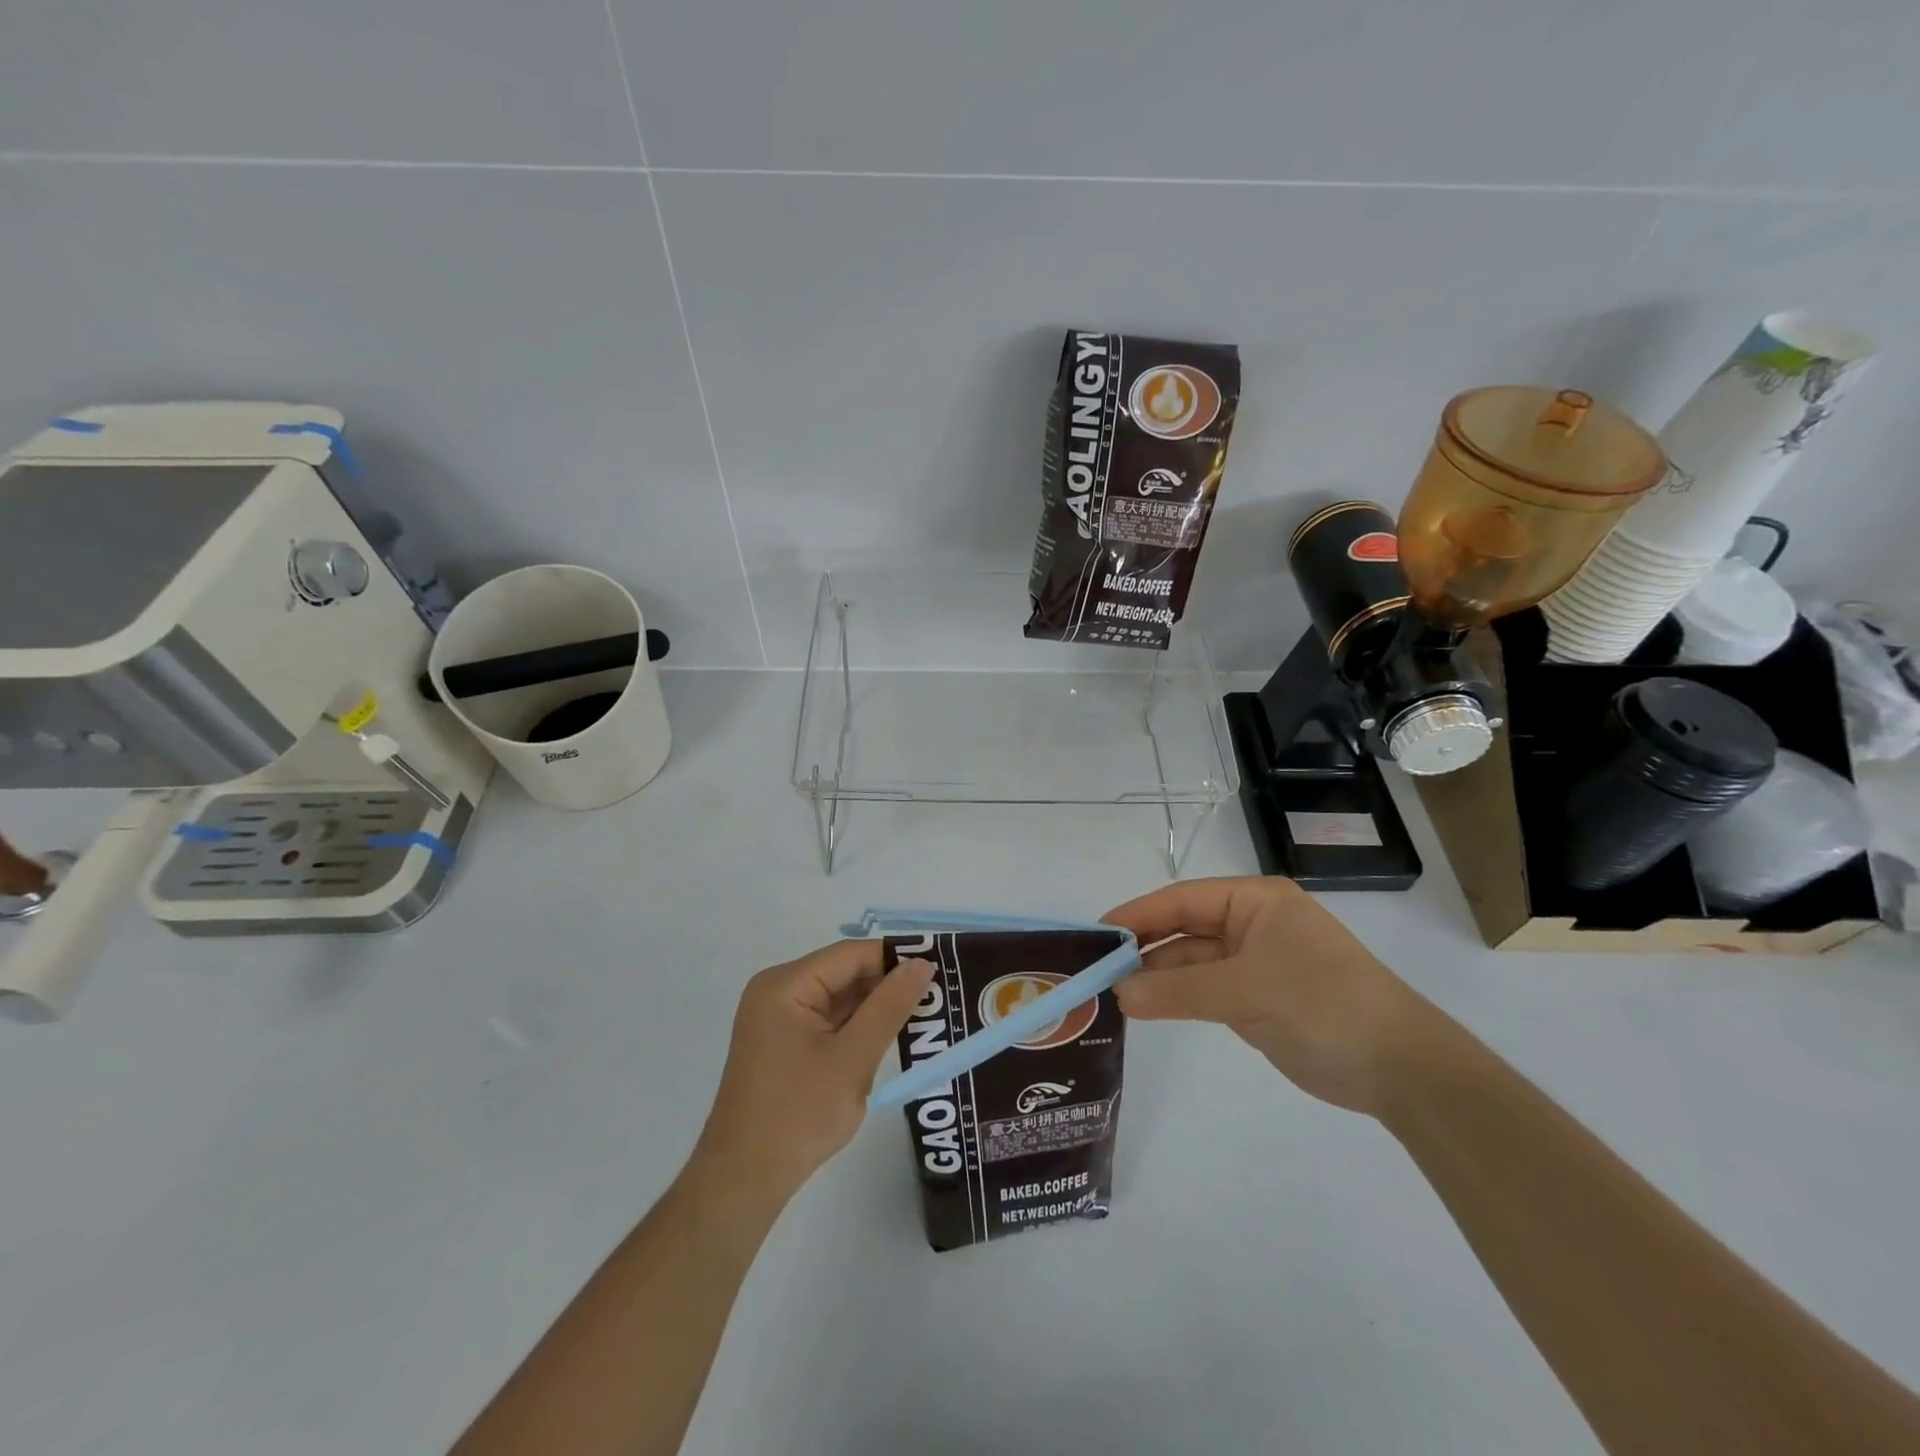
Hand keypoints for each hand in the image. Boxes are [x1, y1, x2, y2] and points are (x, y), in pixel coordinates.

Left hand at [694, 942, 934, 1203]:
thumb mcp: (852, 1059)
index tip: (939, 968)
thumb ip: (889, 1007)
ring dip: (878, 1007)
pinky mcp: (786, 1042)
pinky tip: (895, 1035)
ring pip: (841, 997)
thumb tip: (923, 963)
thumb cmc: (797, 1115)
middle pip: (845, 973)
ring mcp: (781, 1018)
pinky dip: (860, 1027)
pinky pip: (831, 1020)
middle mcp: (779, 992)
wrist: (744, 1181)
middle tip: (940, 994)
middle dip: (889, 984)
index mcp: (785, 985)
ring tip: (928, 1013)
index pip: (851, 955)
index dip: (895, 958)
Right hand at [1104, 876, 1438, 1116]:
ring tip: (1112, 993)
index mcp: (1255, 901)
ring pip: (1191, 962)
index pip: (1183, 900)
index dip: (1138, 915)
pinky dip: (1176, 998)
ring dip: (1157, 977)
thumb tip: (1118, 994)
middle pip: (1184, 929)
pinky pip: (1204, 990)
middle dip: (1144, 948)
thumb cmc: (1324, 1004)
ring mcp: (1253, 962)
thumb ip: (1179, 991)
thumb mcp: (1247, 992)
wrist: (1400, 1068)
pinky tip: (1144, 1007)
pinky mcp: (1256, 999)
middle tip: (1096, 968)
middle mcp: (1251, 924)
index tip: (1097, 933)